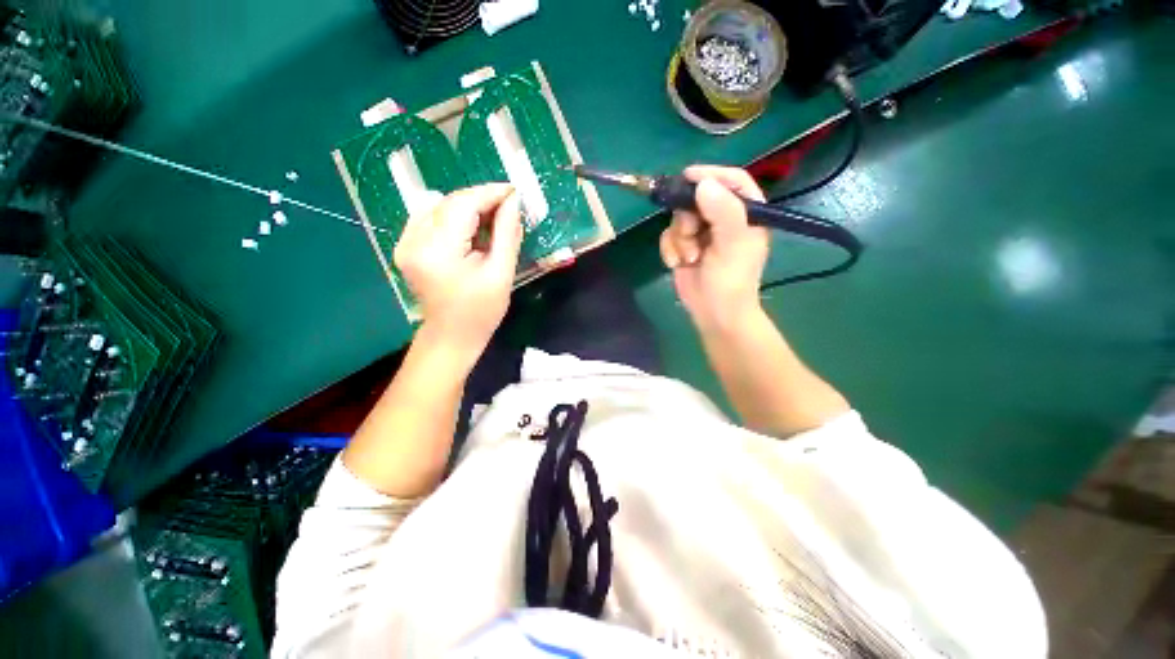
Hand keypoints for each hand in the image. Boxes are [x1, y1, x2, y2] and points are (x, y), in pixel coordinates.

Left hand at [394, 183, 522, 359]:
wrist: (451, 337)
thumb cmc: (481, 312)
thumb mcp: (501, 273)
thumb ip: (507, 234)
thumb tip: (513, 201)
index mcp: (438, 251)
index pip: (463, 205)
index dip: (490, 193)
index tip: (514, 191)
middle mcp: (413, 241)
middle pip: (449, 203)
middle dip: (481, 199)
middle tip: (508, 205)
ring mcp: (405, 243)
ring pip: (439, 207)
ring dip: (468, 207)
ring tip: (493, 217)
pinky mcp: (406, 246)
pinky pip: (431, 217)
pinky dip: (454, 216)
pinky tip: (471, 227)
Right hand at [659, 165, 769, 331]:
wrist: (714, 314)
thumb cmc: (731, 281)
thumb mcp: (732, 245)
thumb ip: (723, 212)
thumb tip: (703, 183)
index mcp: (745, 213)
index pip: (731, 181)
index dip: (711, 175)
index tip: (688, 176)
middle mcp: (723, 219)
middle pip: (698, 198)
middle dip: (688, 216)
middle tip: (690, 233)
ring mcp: (701, 233)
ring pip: (679, 217)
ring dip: (679, 238)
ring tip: (690, 257)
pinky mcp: (684, 246)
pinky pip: (668, 236)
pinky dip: (670, 249)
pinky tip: (678, 263)